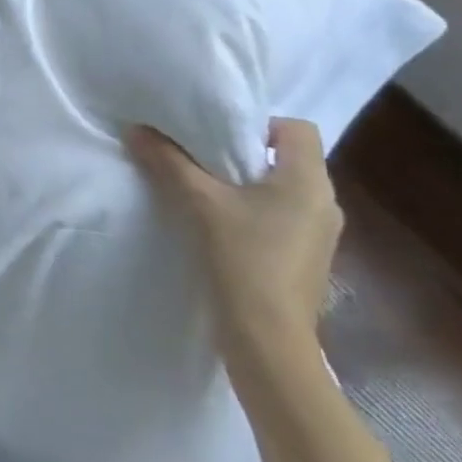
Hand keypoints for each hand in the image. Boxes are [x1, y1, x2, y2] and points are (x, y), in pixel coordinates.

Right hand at [126, 117, 342, 358]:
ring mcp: (319, 234)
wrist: (267, 338)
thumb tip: (136, 129)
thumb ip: (168, 162)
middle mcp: (324, 203)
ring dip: (244, 185)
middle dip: (242, 153)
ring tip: (202, 192)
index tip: (216, 135)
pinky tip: (218, 227)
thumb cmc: (243, 259)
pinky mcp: (305, 258)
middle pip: (286, 158)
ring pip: (280, 190)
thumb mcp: (199, 202)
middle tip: (198, 158)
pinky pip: (279, 217)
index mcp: (309, 182)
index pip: (296, 128)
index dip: (258, 124)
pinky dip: (250, 212)